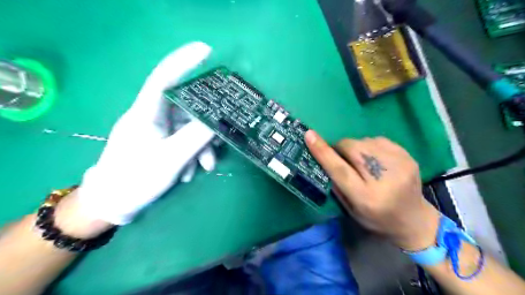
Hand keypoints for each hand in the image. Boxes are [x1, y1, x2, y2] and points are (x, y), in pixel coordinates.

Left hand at [77, 41, 214, 225]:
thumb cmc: (136, 179)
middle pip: (186, 108)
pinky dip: (192, 154)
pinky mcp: (160, 143)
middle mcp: (152, 117)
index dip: (184, 61)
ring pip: (188, 128)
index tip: (206, 50)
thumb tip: (218, 121)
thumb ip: (196, 138)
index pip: (165, 78)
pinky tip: (192, 172)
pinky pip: (183, 141)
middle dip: (206, 125)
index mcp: (146, 113)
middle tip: (223, 136)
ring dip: (201, 146)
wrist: (113, 204)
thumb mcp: (171, 159)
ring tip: (207, 167)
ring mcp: (157, 131)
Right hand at [306, 130, 439, 249]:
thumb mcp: (351, 210)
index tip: (309, 135)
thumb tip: (324, 158)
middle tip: (339, 155)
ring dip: (355, 147)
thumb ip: (336, 184)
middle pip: (353, 149)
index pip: (340, 169)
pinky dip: (369, 145)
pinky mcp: (408, 156)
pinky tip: (373, 158)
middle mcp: (384, 179)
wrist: (415, 220)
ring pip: (364, 141)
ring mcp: (400, 165)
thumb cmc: (377, 219)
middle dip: (340, 147)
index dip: (323, 152)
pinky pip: (378, 140)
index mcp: (366, 197)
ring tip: (360, 160)